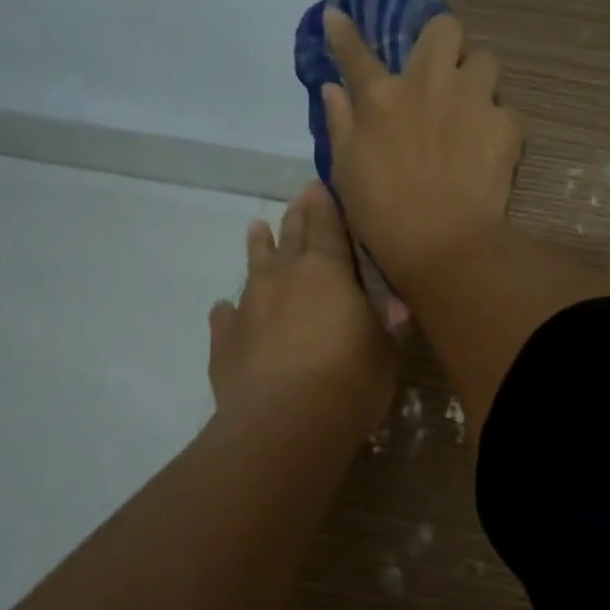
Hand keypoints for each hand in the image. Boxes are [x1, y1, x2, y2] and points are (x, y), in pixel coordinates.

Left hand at [208, 181, 395, 438]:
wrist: (284, 423)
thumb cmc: (349, 380)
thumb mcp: (383, 351)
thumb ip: (380, 325)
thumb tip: (386, 308)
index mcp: (326, 271)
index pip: (327, 227)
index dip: (325, 206)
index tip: (318, 186)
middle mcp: (283, 278)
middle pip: (290, 238)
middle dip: (297, 217)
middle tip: (298, 198)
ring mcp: (249, 307)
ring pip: (253, 267)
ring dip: (258, 248)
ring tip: (256, 230)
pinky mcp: (225, 342)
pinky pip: (225, 319)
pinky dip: (228, 311)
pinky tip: (223, 309)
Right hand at [320, 6, 523, 289]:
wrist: (442, 241)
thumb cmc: (382, 212)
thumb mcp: (345, 170)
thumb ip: (340, 123)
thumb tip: (333, 88)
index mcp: (381, 97)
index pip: (356, 53)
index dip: (343, 31)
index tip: (337, 15)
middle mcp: (429, 84)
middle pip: (444, 28)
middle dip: (443, 41)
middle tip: (440, 70)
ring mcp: (472, 100)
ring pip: (485, 60)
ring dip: (477, 76)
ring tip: (472, 104)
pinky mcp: (506, 125)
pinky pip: (506, 110)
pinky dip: (497, 124)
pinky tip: (489, 146)